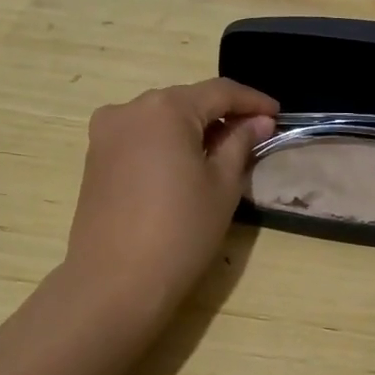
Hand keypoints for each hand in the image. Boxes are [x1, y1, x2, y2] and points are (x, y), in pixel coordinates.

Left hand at [61, 79, 278, 316]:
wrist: (115, 283)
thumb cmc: (180, 231)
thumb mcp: (222, 185)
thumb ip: (240, 142)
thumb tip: (259, 120)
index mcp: (165, 108)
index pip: (219, 92)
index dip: (253, 100)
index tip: (278, 115)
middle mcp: (130, 108)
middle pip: (187, 101)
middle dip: (221, 113)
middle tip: (253, 134)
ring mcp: (106, 132)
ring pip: (162, 117)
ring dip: (193, 127)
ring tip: (222, 151)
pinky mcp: (95, 156)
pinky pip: (140, 135)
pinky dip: (167, 141)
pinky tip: (186, 163)